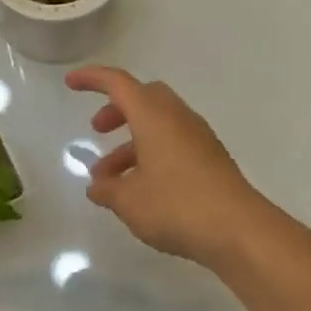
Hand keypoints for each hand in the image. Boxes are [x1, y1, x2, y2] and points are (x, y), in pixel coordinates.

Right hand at [66, 65, 266, 267]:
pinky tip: (140, 190)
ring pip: (159, 125)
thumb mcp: (128, 201)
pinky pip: (174, 145)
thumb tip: (98, 186)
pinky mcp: (211, 161)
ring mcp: (199, 140)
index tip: (71, 83)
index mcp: (154, 117)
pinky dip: (151, 155)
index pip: (119, 84)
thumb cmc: (176, 206)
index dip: (92, 79)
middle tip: (98, 130)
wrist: (239, 231)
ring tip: (110, 180)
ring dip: (131, 142)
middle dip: (117, 110)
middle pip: (144, 98)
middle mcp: (178, 120)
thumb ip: (107, 190)